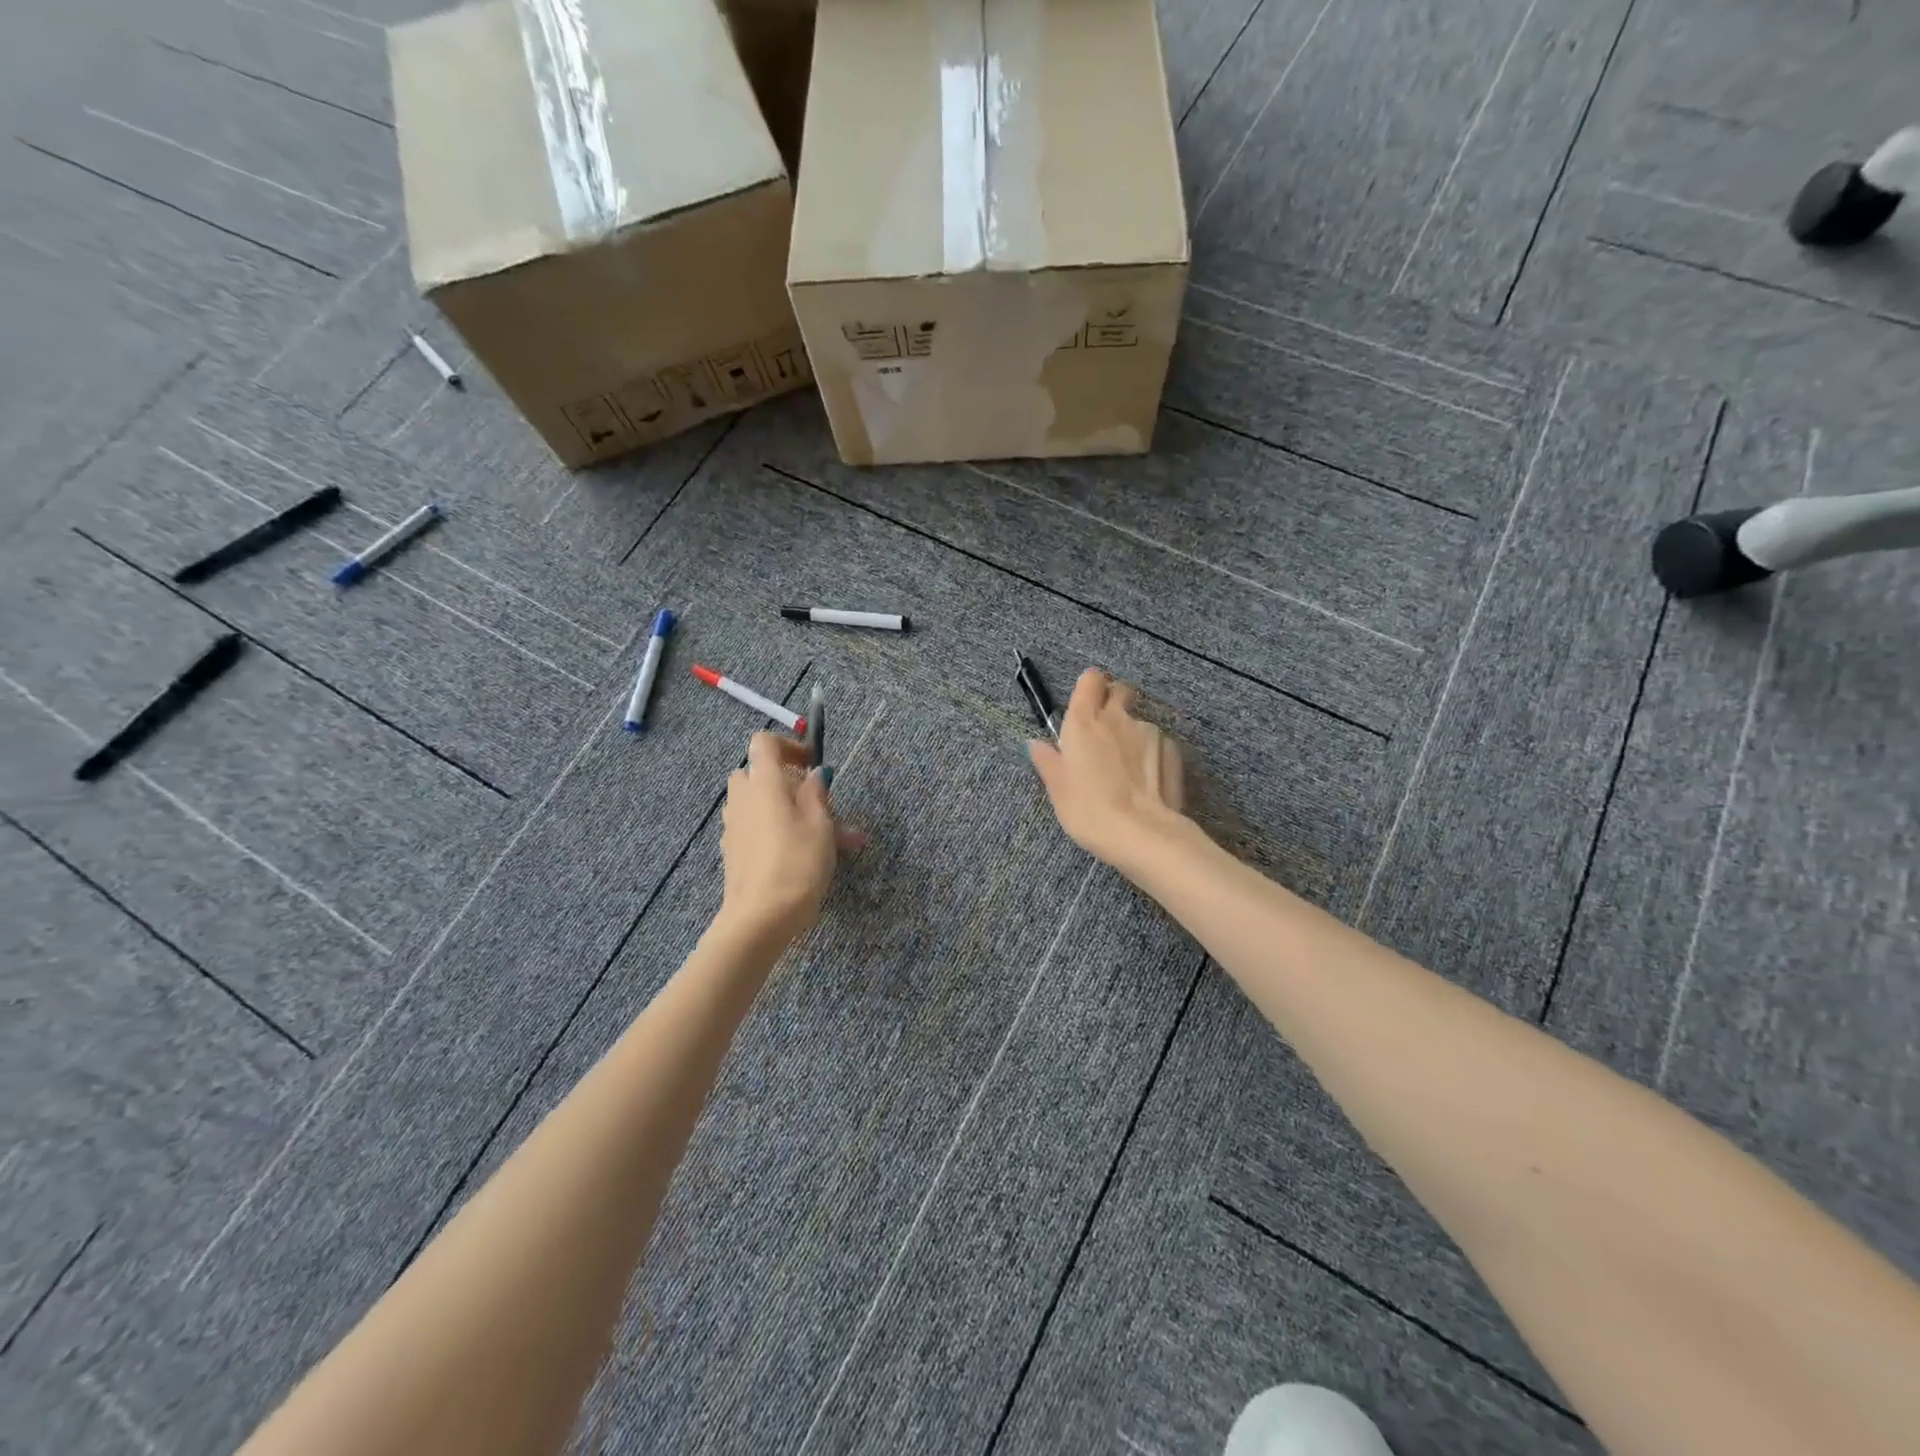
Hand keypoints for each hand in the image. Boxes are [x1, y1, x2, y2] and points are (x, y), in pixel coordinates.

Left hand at [717, 732, 861, 947]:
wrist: (761, 917)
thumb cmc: (797, 863)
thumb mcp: (820, 824)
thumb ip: (817, 793)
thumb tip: (814, 774)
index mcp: (764, 783)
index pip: (764, 742)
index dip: (789, 745)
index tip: (812, 764)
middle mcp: (743, 798)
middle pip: (758, 773)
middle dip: (788, 781)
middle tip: (818, 802)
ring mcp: (734, 826)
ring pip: (761, 804)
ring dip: (790, 810)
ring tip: (831, 838)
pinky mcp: (734, 851)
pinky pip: (757, 828)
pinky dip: (779, 831)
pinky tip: (806, 856)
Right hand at [1028, 669, 1185, 867]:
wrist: (1142, 833)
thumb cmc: (1088, 810)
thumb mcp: (1058, 789)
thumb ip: (1047, 761)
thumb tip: (1035, 744)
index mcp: (1083, 722)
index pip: (1089, 680)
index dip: (1089, 686)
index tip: (1086, 702)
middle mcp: (1117, 718)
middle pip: (1119, 690)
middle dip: (1113, 700)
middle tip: (1105, 729)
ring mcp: (1149, 732)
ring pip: (1138, 721)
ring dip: (1131, 735)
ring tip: (1126, 769)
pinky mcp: (1172, 750)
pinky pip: (1158, 743)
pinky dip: (1151, 754)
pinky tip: (1147, 780)